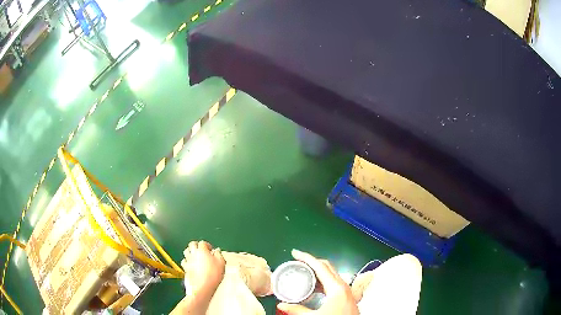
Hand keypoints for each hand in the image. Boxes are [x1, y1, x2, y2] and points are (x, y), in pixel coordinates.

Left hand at [181, 240, 225, 295]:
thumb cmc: (213, 275)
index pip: (203, 243)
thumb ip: (219, 255)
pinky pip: (184, 261)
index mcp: (202, 251)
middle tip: (202, 249)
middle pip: (192, 244)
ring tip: (196, 255)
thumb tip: (217, 251)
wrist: (203, 286)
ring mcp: (188, 261)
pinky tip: (191, 264)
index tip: (211, 249)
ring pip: (186, 251)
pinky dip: (187, 260)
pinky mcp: (186, 268)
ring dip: (190, 251)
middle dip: (197, 245)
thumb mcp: (221, 263)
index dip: (207, 245)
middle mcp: (194, 253)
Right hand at [277, 250, 358, 314]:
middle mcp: (343, 285)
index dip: (306, 258)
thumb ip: (297, 310)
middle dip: (311, 261)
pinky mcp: (346, 296)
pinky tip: (313, 287)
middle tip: (296, 262)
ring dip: (317, 271)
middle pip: (327, 267)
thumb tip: (281, 305)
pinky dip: (321, 280)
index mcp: (336, 287)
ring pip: (330, 274)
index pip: (320, 266)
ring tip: (302, 272)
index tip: (294, 253)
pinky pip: (332, 282)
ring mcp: (346, 290)